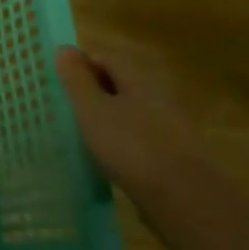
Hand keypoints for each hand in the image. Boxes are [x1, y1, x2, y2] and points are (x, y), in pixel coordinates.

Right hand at [55, 45, 209, 207]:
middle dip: (93, 94)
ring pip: (130, 111)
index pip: (103, 58)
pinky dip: (124, 141)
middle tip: (69, 113)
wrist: (188, 201)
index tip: (60, 90)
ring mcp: (172, 123)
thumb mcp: (92, 110)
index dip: (79, 69)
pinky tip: (113, 160)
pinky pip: (142, 135)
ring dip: (108, 119)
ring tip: (86, 139)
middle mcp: (158, 93)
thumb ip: (76, 79)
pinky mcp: (177, 152)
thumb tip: (64, 48)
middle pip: (118, 83)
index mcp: (138, 76)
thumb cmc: (132, 147)